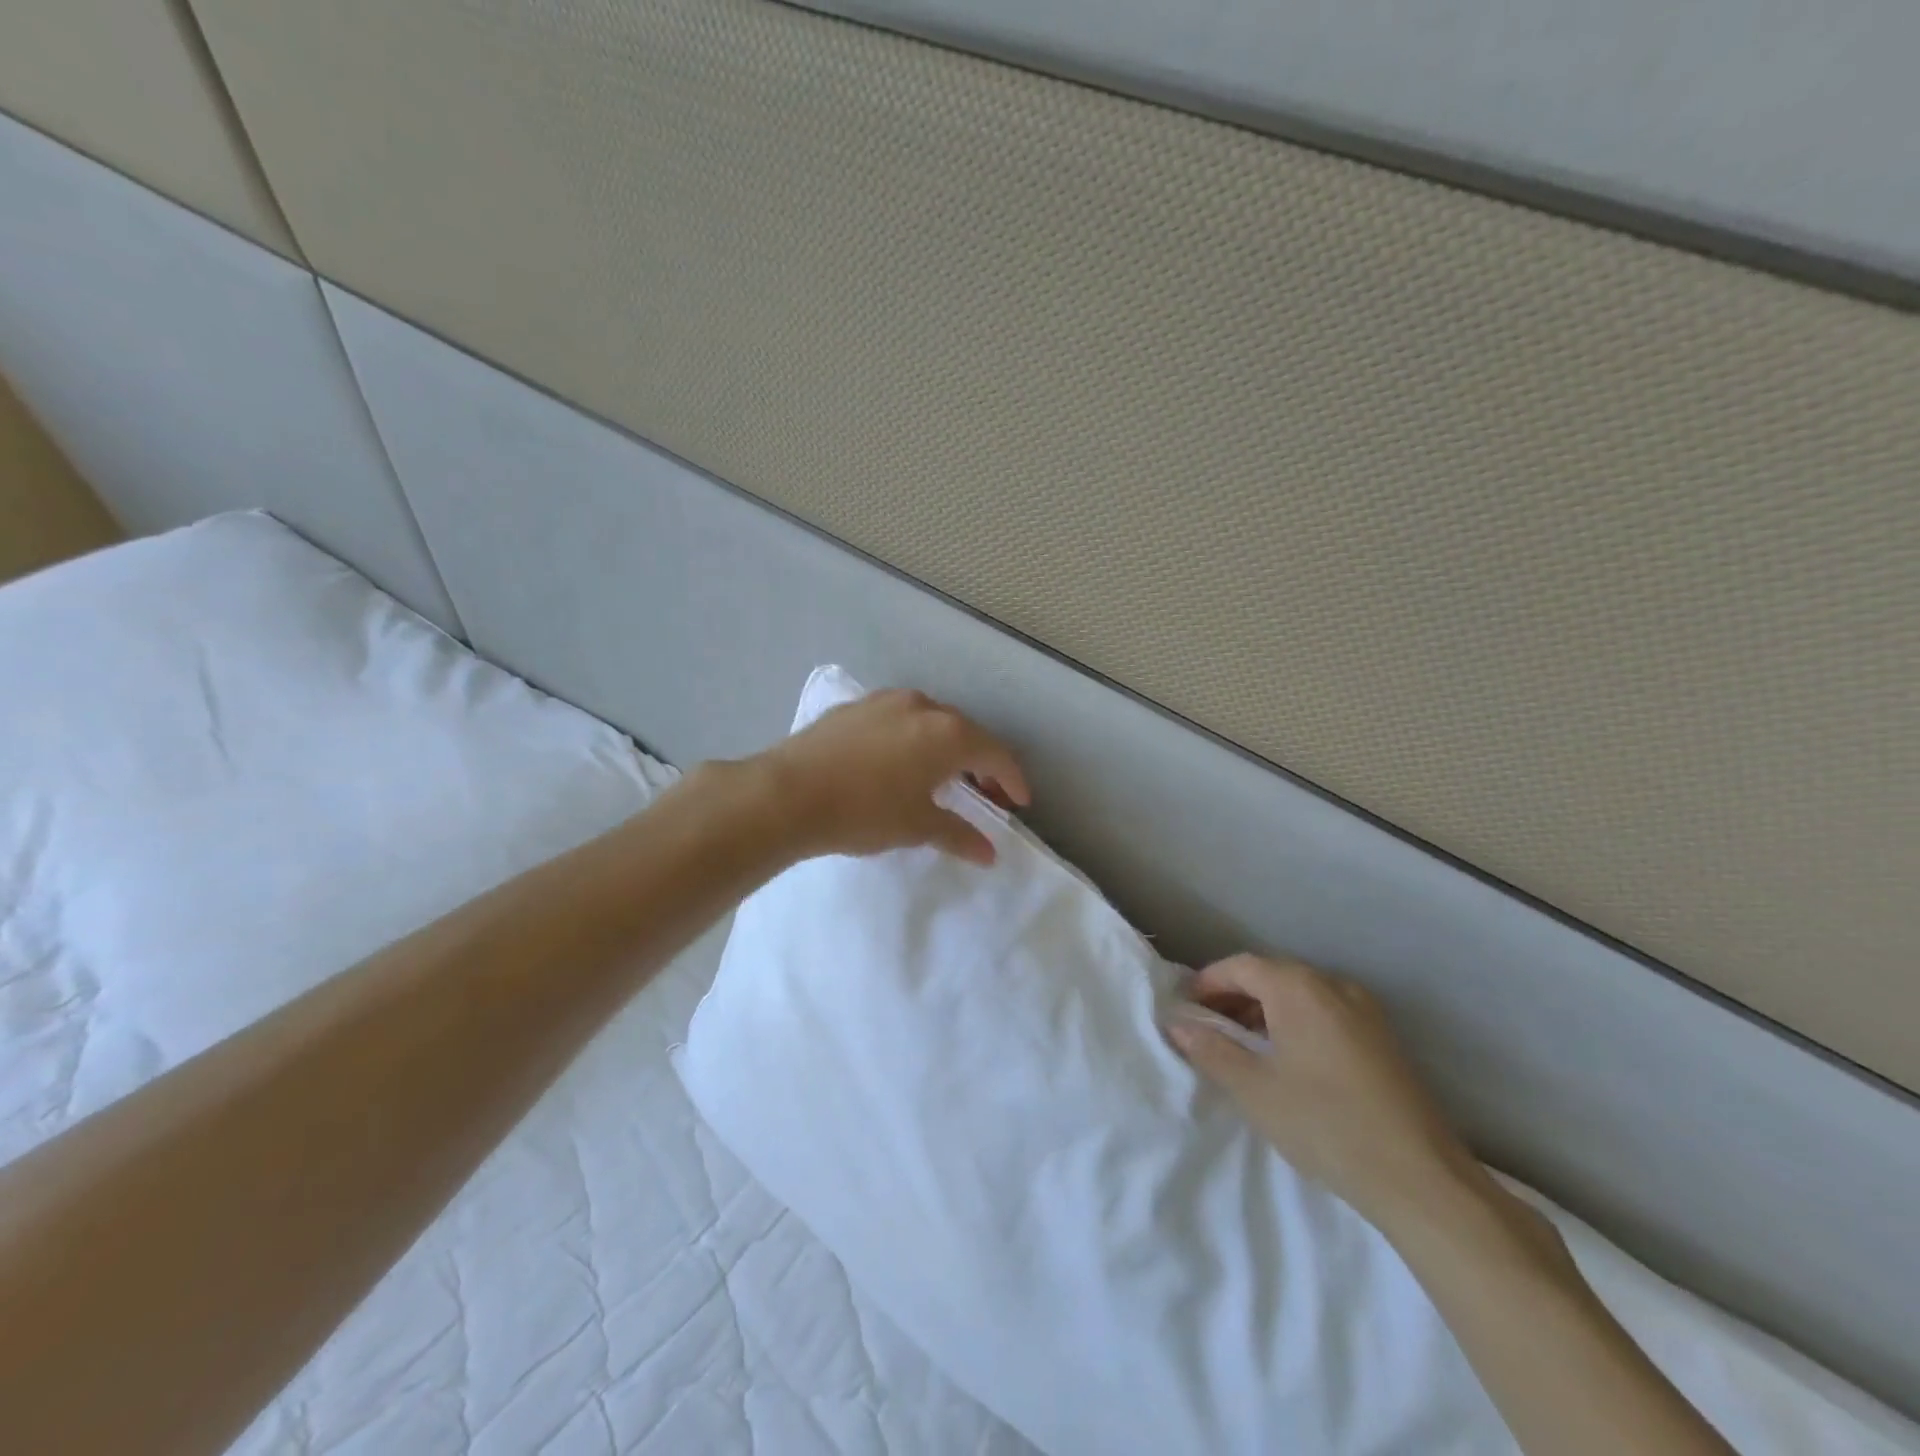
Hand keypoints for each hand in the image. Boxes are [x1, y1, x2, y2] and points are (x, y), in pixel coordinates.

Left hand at [757, 688, 1030, 865]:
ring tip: (942, 777)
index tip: (1018, 803)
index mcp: (948, 733)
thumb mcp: (917, 826)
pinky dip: (913, 739)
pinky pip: (899, 720)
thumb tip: (989, 853)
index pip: (995, 754)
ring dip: (946, 747)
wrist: (787, 793)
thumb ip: (958, 835)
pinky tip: (899, 762)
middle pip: (966, 733)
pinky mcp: (855, 706)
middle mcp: (923, 707)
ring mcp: (886, 701)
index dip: (1012, 780)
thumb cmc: (864, 811)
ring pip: (931, 722)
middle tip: (984, 794)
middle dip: (981, 763)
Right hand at [1167, 955, 1483, 1232]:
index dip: (1208, 982)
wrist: (1421, 1179)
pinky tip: (1286, 1057)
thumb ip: (1211, 1049)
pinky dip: (1294, 1021)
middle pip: (1271, 974)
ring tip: (1241, 1043)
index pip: (1241, 966)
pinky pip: (1325, 1011)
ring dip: (1264, 1008)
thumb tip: (1178, 1024)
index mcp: (1299, 988)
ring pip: (1300, 993)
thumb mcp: (1254, 1089)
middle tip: (1207, 1025)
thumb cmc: (1325, 1124)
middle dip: (1234, 994)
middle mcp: (1333, 985)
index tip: (1185, 1007)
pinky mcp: (1382, 1037)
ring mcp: (1364, 1010)